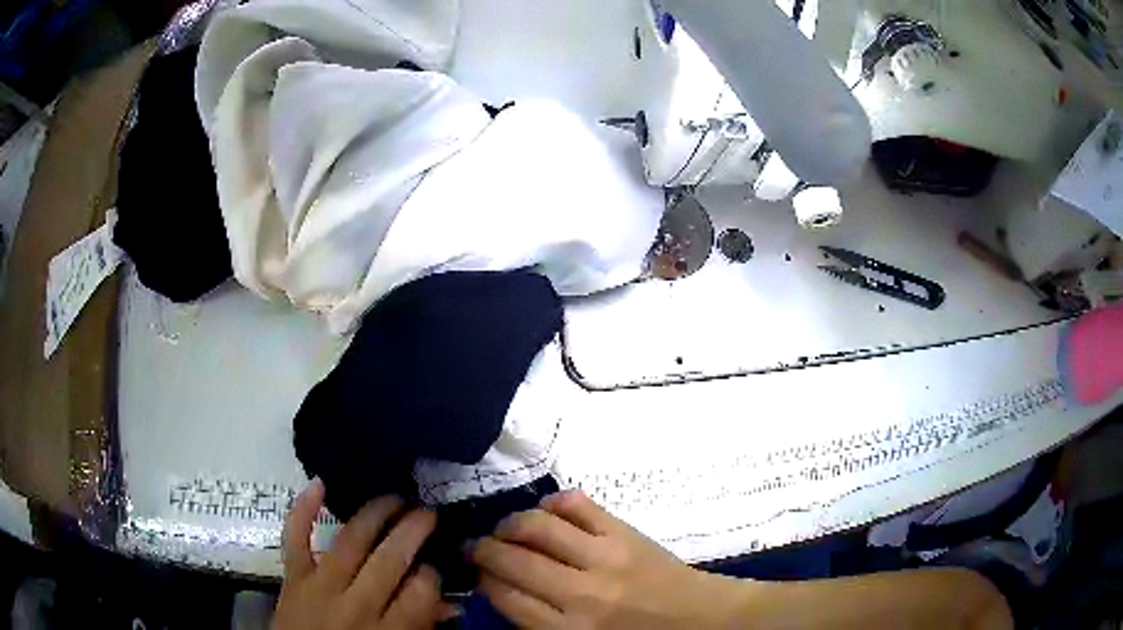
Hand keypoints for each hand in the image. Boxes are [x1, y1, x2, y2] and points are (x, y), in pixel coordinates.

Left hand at [273, 480, 451, 629]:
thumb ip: (422, 627)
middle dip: (412, 531)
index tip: (435, 565)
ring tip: (395, 496)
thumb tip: (449, 603)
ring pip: (349, 542)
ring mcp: (319, 587)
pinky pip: (294, 539)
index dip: (433, 574)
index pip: (420, 592)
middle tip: (427, 512)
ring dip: (375, 513)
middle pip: (388, 560)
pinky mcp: (292, 577)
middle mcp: (356, 606)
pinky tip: (318, 483)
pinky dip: (301, 509)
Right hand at [471, 490, 750, 628]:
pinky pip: (578, 505)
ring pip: (537, 526)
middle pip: (511, 560)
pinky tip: (548, 513)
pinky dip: (554, 503)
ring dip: (511, 523)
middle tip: (478, 546)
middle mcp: (581, 593)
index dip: (483, 580)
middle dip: (484, 549)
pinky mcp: (626, 533)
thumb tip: (501, 589)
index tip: (478, 572)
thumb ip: (540, 624)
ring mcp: (605, 557)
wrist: (700, 620)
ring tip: (506, 528)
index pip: (505, 596)